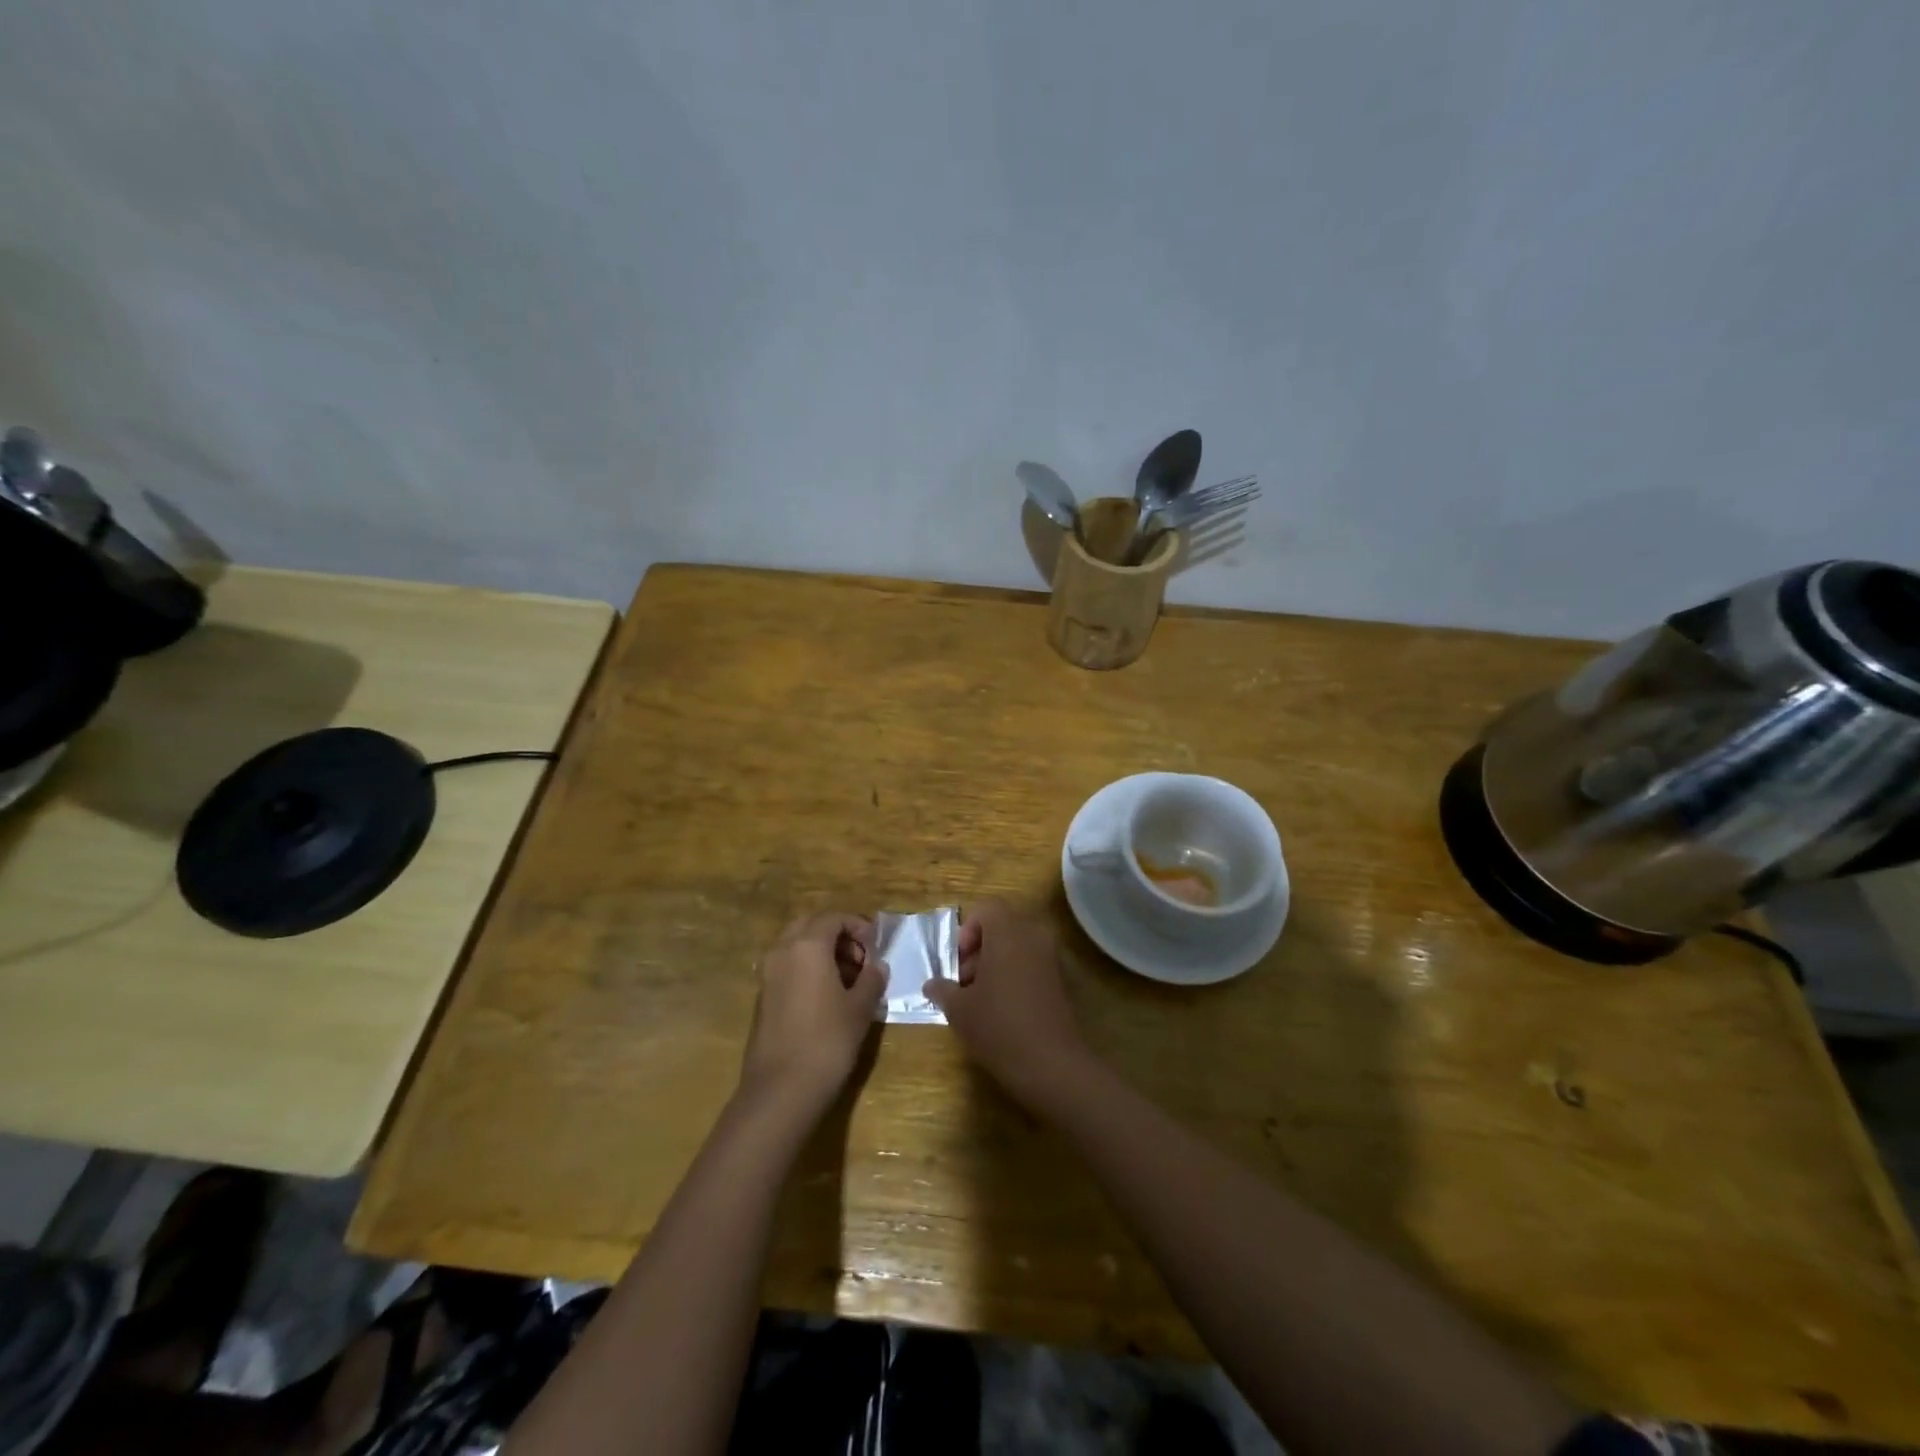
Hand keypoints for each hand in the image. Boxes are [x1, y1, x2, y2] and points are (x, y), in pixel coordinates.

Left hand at [738, 913, 884, 1114]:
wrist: (780, 1091)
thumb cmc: (827, 1041)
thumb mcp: (860, 1009)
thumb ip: (872, 979)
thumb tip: (877, 966)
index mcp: (807, 946)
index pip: (834, 918)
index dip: (858, 926)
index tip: (876, 946)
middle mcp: (782, 952)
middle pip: (810, 926)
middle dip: (837, 935)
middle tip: (861, 958)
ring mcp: (768, 975)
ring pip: (796, 946)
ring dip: (822, 952)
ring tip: (849, 980)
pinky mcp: (762, 998)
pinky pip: (787, 968)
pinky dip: (807, 970)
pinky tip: (828, 998)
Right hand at [924, 899, 1096, 1109]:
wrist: (1052, 1064)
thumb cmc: (998, 1026)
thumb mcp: (959, 1009)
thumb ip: (942, 989)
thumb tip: (932, 984)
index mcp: (1008, 932)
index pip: (986, 908)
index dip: (967, 931)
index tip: (958, 963)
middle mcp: (1034, 935)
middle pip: (1002, 926)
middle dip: (980, 949)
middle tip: (965, 983)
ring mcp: (1052, 957)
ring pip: (1018, 946)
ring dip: (997, 963)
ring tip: (981, 1000)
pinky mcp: (1062, 980)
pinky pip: (1032, 964)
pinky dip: (1016, 976)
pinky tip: (1003, 1010)